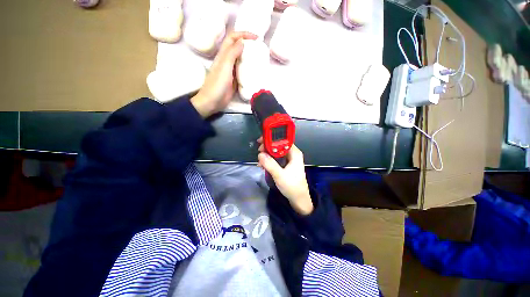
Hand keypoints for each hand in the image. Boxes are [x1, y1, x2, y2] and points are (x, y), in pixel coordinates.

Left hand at [191, 31, 257, 117]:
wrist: (212, 102)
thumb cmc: (217, 85)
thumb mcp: (224, 67)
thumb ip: (232, 53)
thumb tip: (242, 41)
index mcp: (223, 55)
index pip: (233, 38)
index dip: (243, 34)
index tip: (256, 38)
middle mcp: (227, 61)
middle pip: (237, 48)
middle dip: (248, 45)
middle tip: (260, 48)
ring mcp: (231, 72)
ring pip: (241, 60)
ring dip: (249, 57)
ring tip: (260, 59)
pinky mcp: (235, 81)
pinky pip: (243, 72)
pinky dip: (249, 69)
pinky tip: (255, 72)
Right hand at [257, 139, 313, 214]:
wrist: (299, 199)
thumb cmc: (292, 186)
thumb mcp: (280, 175)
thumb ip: (270, 164)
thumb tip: (260, 154)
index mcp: (294, 153)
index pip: (283, 140)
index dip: (271, 139)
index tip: (261, 142)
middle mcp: (292, 154)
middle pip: (279, 145)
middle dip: (267, 148)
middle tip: (259, 152)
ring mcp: (289, 160)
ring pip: (276, 152)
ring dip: (267, 155)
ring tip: (260, 162)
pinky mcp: (286, 165)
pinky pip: (277, 159)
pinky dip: (270, 161)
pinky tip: (263, 166)